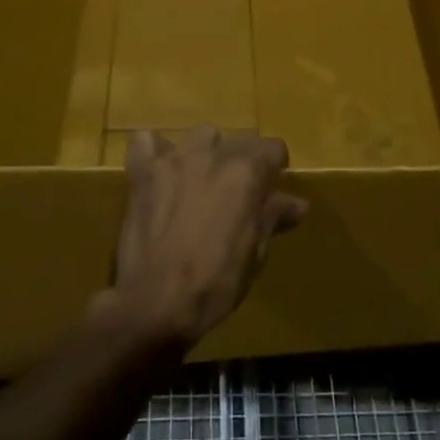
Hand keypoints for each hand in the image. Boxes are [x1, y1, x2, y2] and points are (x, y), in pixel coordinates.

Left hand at [105, 127, 308, 346]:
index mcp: (245, 173)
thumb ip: (272, 218)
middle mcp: (212, 155)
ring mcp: (174, 160)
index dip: (275, 168)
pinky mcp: (142, 172)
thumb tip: (297, 204)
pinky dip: (156, 151)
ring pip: (200, 136)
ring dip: (206, 153)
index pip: (273, 148)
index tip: (271, 190)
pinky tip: (160, 171)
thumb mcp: (255, 253)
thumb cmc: (215, 283)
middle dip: (243, 163)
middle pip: (238, 141)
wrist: (155, 303)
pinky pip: (146, 142)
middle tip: (237, 195)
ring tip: (202, 181)